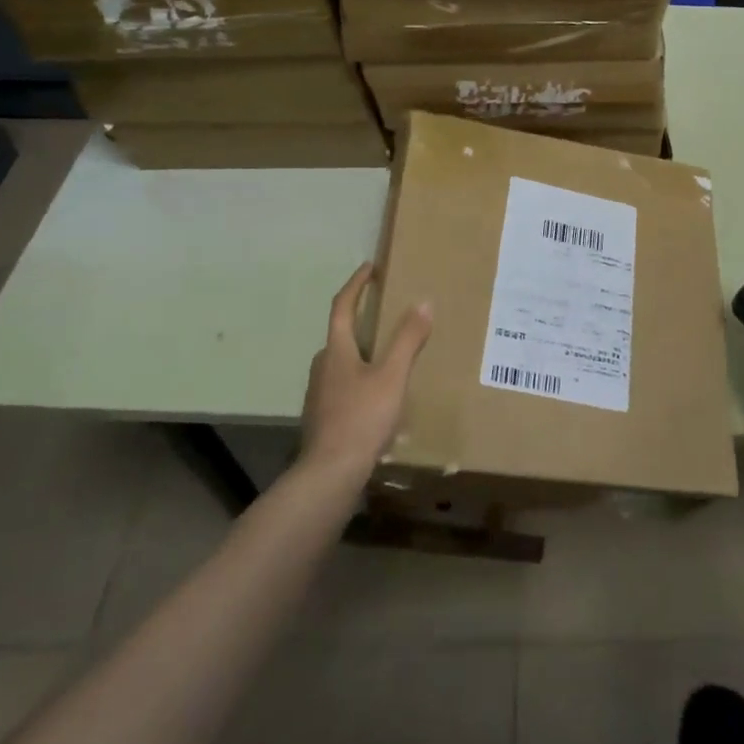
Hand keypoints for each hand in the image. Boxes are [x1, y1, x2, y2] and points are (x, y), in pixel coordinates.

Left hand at [299, 264, 431, 479]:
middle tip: (386, 313)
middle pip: (340, 335)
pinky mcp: (323, 418)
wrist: (329, 475)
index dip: (356, 284)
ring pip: (342, 363)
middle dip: (361, 320)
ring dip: (362, 352)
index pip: (343, 306)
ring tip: (388, 356)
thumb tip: (424, 302)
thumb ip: (407, 339)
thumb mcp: (392, 376)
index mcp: (336, 350)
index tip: (369, 267)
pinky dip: (360, 379)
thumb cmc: (361, 418)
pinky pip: (343, 387)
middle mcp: (322, 367)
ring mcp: (319, 395)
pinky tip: (378, 397)